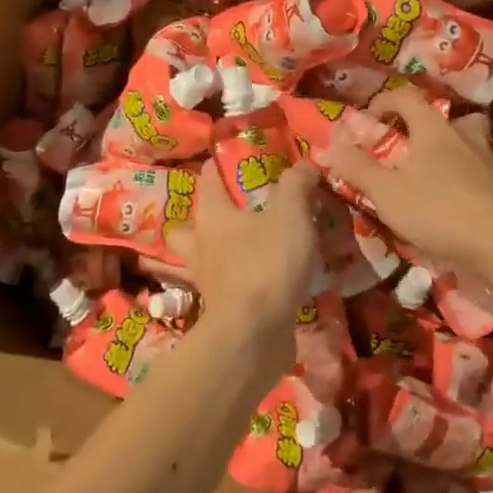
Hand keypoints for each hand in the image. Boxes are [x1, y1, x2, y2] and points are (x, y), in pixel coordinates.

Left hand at [165, 159, 321, 359]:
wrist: (254, 334)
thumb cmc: (267, 262)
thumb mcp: (291, 213)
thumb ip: (297, 184)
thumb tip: (305, 165)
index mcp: (212, 214)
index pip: (208, 178)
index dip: (220, 165)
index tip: (233, 158)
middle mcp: (200, 244)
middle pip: (187, 225)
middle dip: (204, 218)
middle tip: (232, 213)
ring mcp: (206, 280)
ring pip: (199, 259)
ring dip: (213, 253)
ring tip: (240, 249)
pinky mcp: (219, 309)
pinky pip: (222, 287)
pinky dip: (235, 282)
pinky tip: (258, 282)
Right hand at [323, 92, 492, 280]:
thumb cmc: (439, 211)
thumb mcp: (386, 192)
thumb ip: (356, 167)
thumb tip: (329, 142)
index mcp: (433, 128)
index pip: (406, 97)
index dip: (384, 102)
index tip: (368, 120)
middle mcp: (465, 134)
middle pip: (445, 115)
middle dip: (426, 126)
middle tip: (411, 147)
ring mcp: (492, 158)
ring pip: (472, 140)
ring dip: (455, 148)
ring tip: (440, 173)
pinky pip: (486, 169)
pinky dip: (473, 177)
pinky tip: (465, 199)